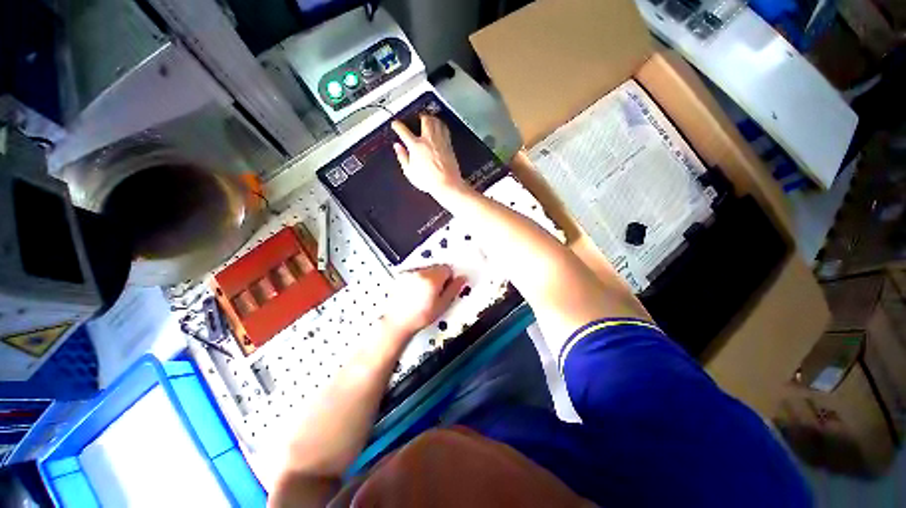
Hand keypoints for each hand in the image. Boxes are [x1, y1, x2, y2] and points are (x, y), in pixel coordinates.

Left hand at [382, 265, 466, 336]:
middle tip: (436, 293)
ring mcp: (410, 273)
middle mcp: (421, 273)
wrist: (398, 322)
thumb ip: (454, 289)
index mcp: (433, 278)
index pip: (447, 268)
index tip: (446, 288)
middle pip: (437, 267)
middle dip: (439, 277)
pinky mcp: (402, 276)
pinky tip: (416, 293)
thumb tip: (462, 279)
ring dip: (429, 278)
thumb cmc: (420, 316)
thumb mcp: (442, 305)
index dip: (449, 279)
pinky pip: (415, 273)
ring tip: (425, 294)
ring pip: (426, 269)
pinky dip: (418, 279)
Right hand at [391, 115, 468, 198]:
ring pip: (436, 121)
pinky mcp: (449, 145)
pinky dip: (441, 125)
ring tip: (429, 118)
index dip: (397, 125)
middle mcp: (428, 140)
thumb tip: (398, 148)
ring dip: (431, 118)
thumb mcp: (409, 172)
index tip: (396, 124)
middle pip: (424, 119)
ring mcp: (440, 141)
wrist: (447, 184)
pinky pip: (445, 129)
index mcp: (416, 146)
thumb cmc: (430, 180)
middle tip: (416, 117)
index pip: (403, 130)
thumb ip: (402, 157)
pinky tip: (440, 127)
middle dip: (419, 116)